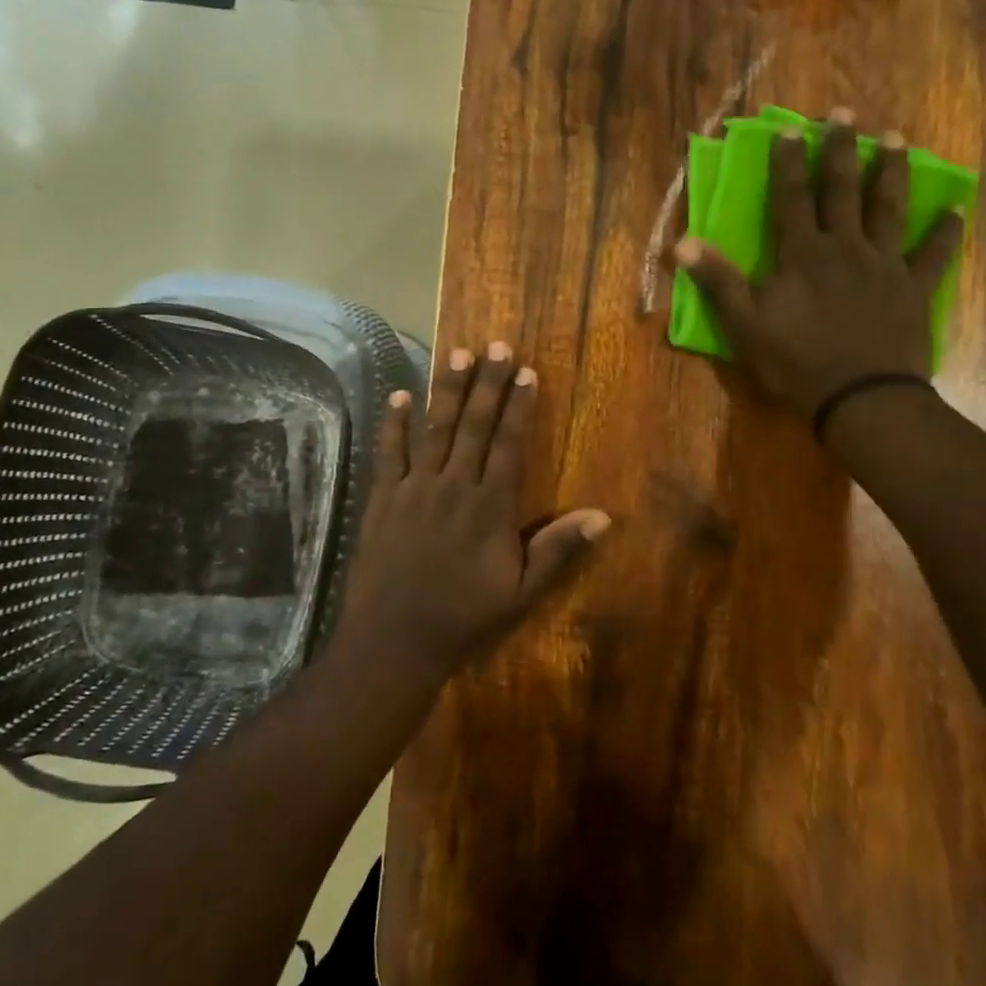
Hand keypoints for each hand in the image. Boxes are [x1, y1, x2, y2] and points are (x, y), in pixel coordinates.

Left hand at [342, 341, 610, 678]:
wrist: (394, 640)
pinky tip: (398, 396)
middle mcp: (454, 486)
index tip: (527, 371)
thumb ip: (558, 551)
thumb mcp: (521, 593)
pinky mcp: (383, 499)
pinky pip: (388, 453)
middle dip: (487, 383)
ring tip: (455, 354)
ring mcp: (414, 489)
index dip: (519, 406)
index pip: (509, 444)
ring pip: (433, 429)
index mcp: (490, 506)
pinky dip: (393, 423)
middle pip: (474, 425)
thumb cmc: (464, 617)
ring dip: (446, 390)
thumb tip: (602, 517)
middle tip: (496, 345)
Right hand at [673, 120, 964, 419]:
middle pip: (843, 191)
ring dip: (891, 173)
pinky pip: (933, 255)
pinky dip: (945, 232)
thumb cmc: (796, 362)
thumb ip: (718, 280)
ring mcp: (884, 266)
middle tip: (845, 113)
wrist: (860, 397)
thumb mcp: (744, 326)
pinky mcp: (914, 289)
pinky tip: (956, 209)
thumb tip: (682, 241)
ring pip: (888, 209)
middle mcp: (845, 248)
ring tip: (896, 139)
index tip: (791, 127)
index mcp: (803, 255)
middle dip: (841, 150)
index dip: (789, 162)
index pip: (792, 198)